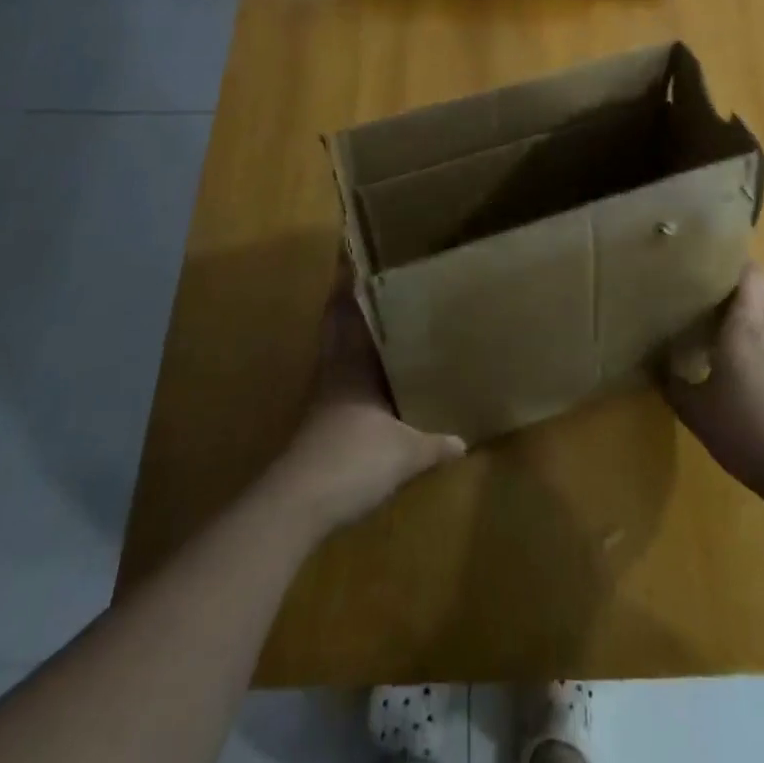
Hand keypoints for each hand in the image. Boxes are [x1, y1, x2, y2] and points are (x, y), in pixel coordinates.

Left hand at [265, 268, 465, 535]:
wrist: (300, 503)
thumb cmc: (353, 459)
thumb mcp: (405, 453)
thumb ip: (434, 444)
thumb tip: (463, 440)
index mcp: (353, 364)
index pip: (347, 312)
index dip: (349, 285)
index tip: (357, 259)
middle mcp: (335, 373)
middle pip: (337, 329)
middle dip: (349, 307)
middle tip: (374, 287)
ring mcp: (324, 400)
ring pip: (338, 356)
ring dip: (353, 340)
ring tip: (382, 329)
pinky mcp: (321, 426)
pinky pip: (341, 386)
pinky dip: (355, 376)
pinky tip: (375, 387)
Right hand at [662, 262, 763, 505]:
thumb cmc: (745, 430)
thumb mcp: (696, 411)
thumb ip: (673, 383)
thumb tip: (655, 362)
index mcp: (745, 326)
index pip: (748, 274)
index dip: (731, 261)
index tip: (706, 259)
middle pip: (758, 292)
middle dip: (733, 288)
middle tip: (702, 293)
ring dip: (746, 316)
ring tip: (716, 327)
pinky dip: (758, 343)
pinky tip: (739, 365)